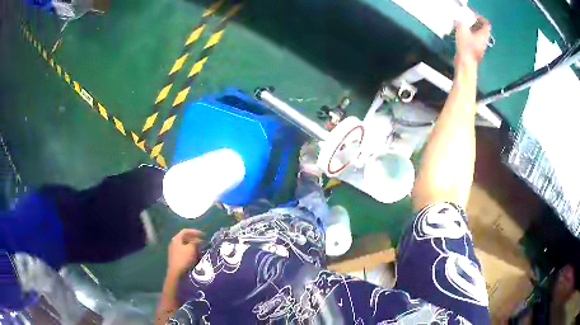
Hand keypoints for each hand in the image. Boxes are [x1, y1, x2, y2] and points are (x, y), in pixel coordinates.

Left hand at [167, 229, 203, 276]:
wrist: (176, 272)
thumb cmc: (184, 258)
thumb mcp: (191, 249)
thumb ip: (195, 242)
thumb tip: (198, 240)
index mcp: (176, 239)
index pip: (185, 231)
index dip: (194, 231)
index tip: (203, 234)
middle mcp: (174, 243)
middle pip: (184, 238)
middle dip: (194, 239)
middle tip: (202, 242)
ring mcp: (174, 250)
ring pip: (184, 245)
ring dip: (192, 245)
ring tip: (200, 249)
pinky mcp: (175, 257)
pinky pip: (184, 251)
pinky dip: (190, 251)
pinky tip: (195, 255)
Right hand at [455, 17, 490, 63]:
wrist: (466, 63)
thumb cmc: (466, 46)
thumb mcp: (462, 30)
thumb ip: (462, 23)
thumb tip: (460, 20)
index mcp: (483, 35)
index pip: (486, 25)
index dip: (481, 18)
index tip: (475, 16)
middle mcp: (484, 42)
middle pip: (484, 31)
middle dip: (478, 25)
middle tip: (471, 20)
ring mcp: (481, 48)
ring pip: (480, 36)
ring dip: (475, 31)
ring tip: (467, 28)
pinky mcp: (477, 52)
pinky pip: (476, 42)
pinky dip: (472, 37)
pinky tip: (465, 36)